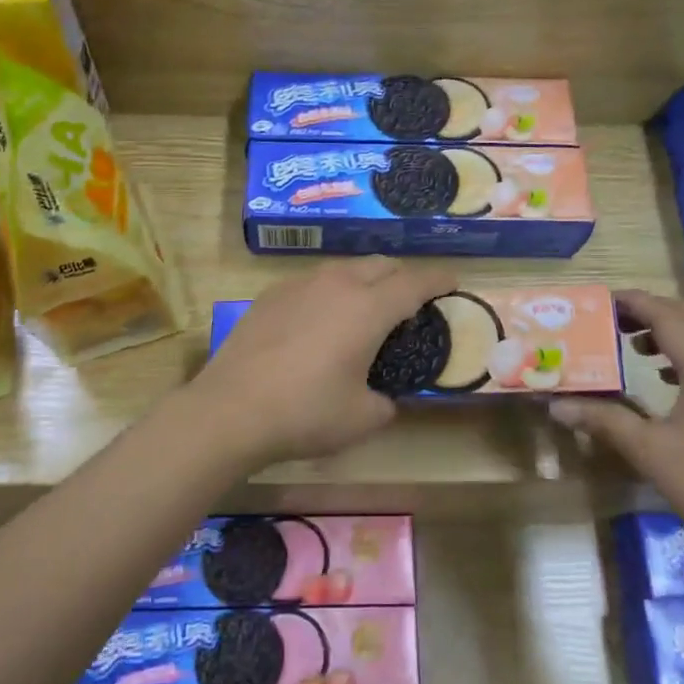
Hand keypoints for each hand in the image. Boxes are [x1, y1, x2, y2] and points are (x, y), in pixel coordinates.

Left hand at [188, 259, 457, 467]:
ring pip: (345, 268)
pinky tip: (322, 318)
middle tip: (411, 302)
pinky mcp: (270, 295)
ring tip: (367, 308)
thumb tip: (384, 398)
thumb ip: (385, 403)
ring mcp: (299, 284)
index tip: (453, 281)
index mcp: (368, 308)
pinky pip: (313, 281)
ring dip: (366, 280)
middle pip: (381, 264)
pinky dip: (332, 291)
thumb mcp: (361, 418)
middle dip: (403, 277)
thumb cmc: (305, 413)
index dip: (439, 279)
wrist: (230, 410)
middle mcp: (337, 284)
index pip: (415, 282)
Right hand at [551, 291, 683, 563]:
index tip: (600, 300)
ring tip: (632, 345)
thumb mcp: (649, 451)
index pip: (666, 316)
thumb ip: (603, 420)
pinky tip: (662, 377)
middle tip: (613, 320)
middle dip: (652, 311)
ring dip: (670, 330)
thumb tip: (556, 405)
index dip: (634, 302)